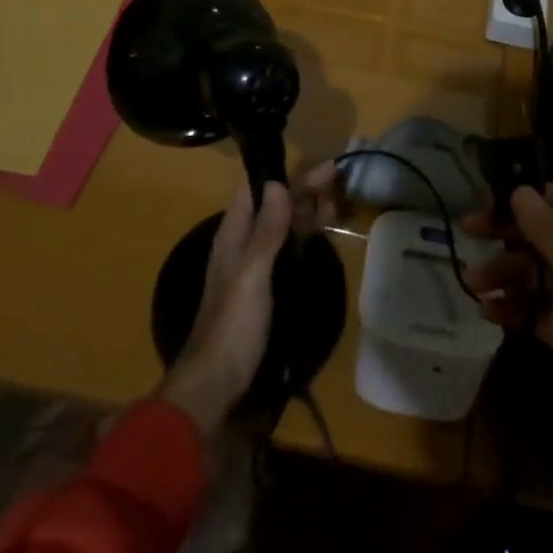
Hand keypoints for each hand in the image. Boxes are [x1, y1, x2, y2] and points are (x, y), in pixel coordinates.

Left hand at [159, 162, 338, 435]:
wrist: (215, 386)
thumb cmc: (232, 327)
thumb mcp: (252, 275)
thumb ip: (266, 231)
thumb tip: (278, 183)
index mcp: (233, 235)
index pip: (257, 190)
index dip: (285, 174)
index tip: (319, 167)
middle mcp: (243, 245)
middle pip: (274, 207)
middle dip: (303, 191)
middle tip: (337, 181)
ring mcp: (254, 268)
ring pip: (283, 228)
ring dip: (306, 212)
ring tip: (336, 203)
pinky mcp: (266, 289)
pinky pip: (287, 251)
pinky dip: (304, 238)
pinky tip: (320, 237)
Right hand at [467, 185, 552, 552]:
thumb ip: (550, 233)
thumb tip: (520, 190)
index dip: (525, 198)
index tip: (487, 201)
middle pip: (541, 237)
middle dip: (506, 236)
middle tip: (469, 233)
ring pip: (533, 273)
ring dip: (503, 274)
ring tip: (474, 285)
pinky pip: (532, 309)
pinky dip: (511, 307)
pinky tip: (489, 313)